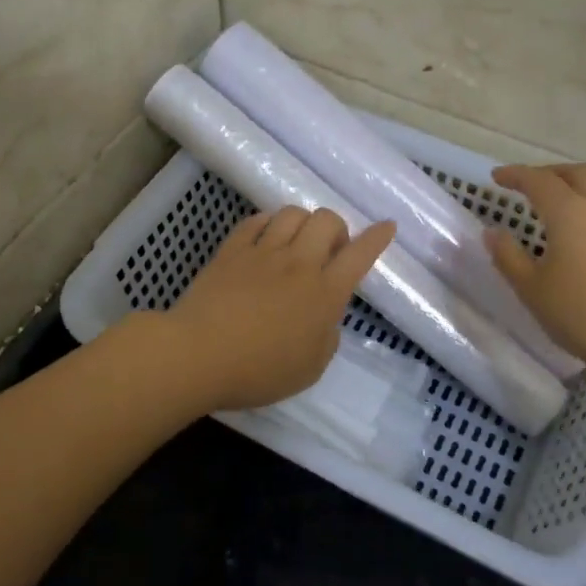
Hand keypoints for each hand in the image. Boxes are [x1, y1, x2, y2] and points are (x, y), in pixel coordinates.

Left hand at [169, 207, 396, 411]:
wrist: (198, 355)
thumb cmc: (259, 372)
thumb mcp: (310, 368)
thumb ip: (326, 338)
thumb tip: (325, 317)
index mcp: (325, 293)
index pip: (360, 255)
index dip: (377, 238)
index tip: (387, 226)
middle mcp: (299, 264)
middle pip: (327, 221)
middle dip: (336, 228)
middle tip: (329, 252)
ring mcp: (262, 252)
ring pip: (292, 213)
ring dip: (303, 222)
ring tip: (296, 242)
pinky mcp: (231, 250)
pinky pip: (255, 221)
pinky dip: (267, 223)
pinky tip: (265, 237)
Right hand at [485, 163, 585, 391]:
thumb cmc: (585, 315)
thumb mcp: (534, 291)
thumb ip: (509, 258)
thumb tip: (492, 232)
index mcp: (569, 212)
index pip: (538, 180)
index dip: (515, 175)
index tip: (496, 177)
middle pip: (575, 174)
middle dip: (548, 173)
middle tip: (527, 185)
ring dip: (572, 190)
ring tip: (552, 211)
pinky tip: (581, 239)